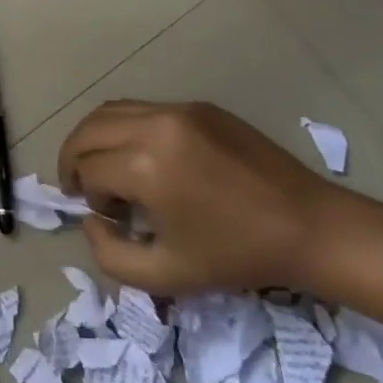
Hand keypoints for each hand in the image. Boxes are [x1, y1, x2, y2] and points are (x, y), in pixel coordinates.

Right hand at [57, 100, 332, 294]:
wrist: (309, 227)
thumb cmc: (237, 255)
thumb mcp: (167, 275)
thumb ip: (109, 256)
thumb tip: (91, 220)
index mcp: (145, 166)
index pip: (87, 169)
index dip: (86, 195)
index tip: (110, 218)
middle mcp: (154, 126)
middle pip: (88, 131)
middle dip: (73, 158)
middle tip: (79, 186)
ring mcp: (177, 110)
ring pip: (110, 111)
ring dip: (94, 138)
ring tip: (101, 166)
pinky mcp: (197, 106)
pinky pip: (143, 109)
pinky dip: (125, 128)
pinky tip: (142, 156)